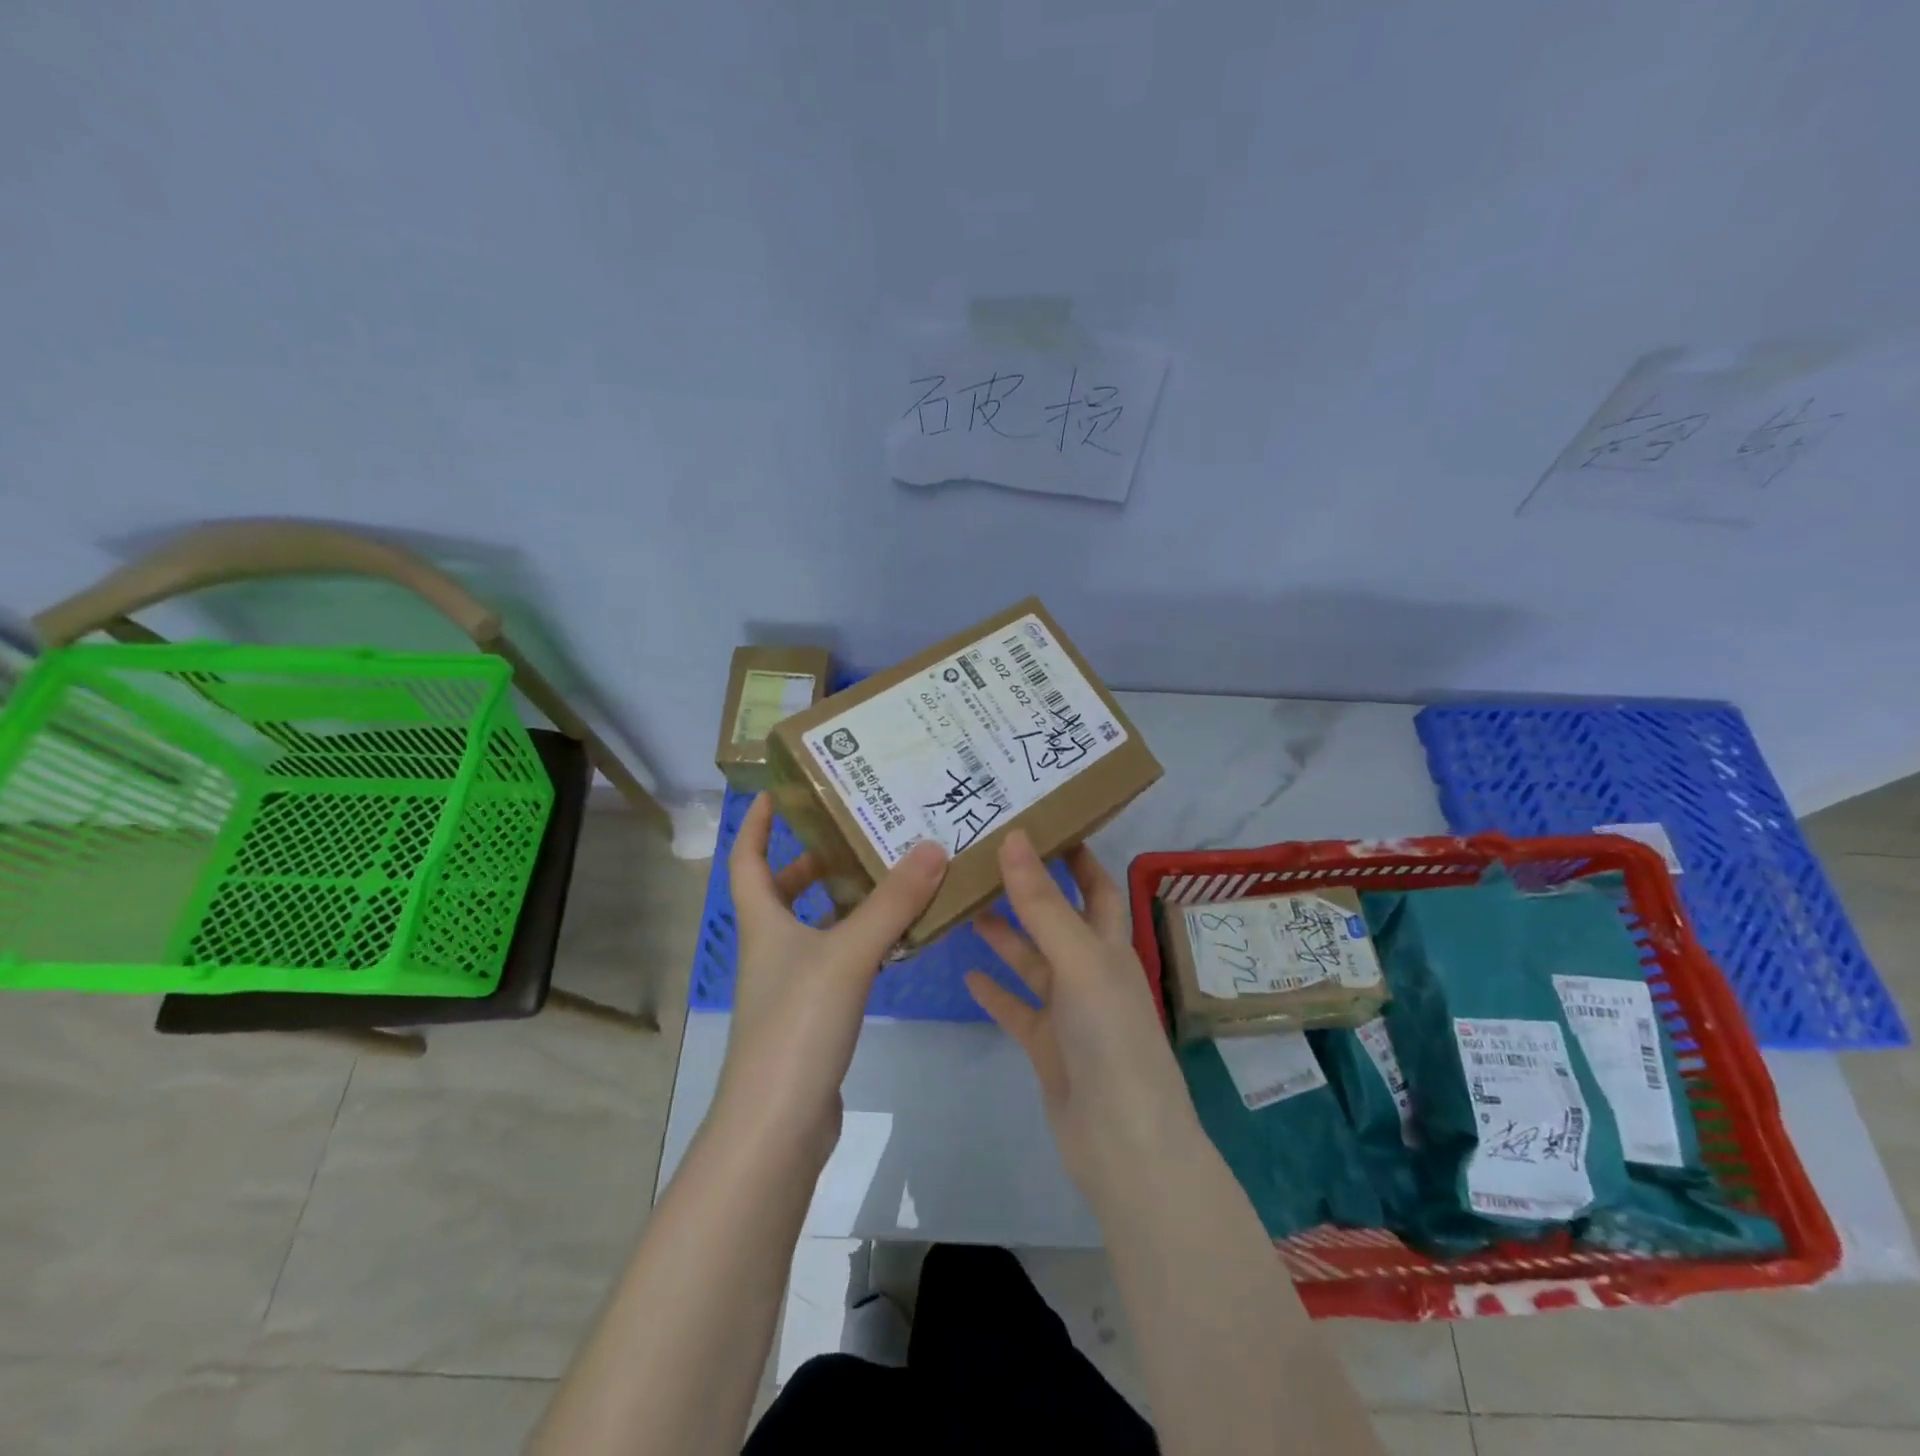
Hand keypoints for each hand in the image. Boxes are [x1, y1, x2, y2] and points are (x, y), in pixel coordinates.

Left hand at [718, 793, 948, 1161]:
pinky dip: (860, 943)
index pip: (748, 860)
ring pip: (814, 928)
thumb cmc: (797, 1026)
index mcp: (763, 923)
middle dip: (812, 861)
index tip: (779, 792)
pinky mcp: (812, 1017)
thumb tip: (933, 846)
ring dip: (843, 902)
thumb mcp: (847, 955)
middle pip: (781, 892)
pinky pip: (837, 962)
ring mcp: (790, 986)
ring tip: (889, 878)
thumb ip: (892, 903)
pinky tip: (896, 941)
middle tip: (857, 834)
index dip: (758, 825)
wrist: (777, 1127)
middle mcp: (771, 949)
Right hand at [965, 832, 1201, 1204]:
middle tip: (984, 860)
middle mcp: (1091, 972)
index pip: (1096, 885)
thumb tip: (1015, 838)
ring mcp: (1069, 1012)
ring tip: (965, 907)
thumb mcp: (1079, 961)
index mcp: (1109, 946)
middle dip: (1028, 891)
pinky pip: (1016, 1010)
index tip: (1043, 822)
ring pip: (1031, 962)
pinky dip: (995, 992)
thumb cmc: (1111, 1038)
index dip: (1077, 854)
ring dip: (1004, 936)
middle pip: (1057, 919)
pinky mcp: (1047, 1047)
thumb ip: (1043, 903)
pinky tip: (967, 977)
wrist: (1123, 1144)